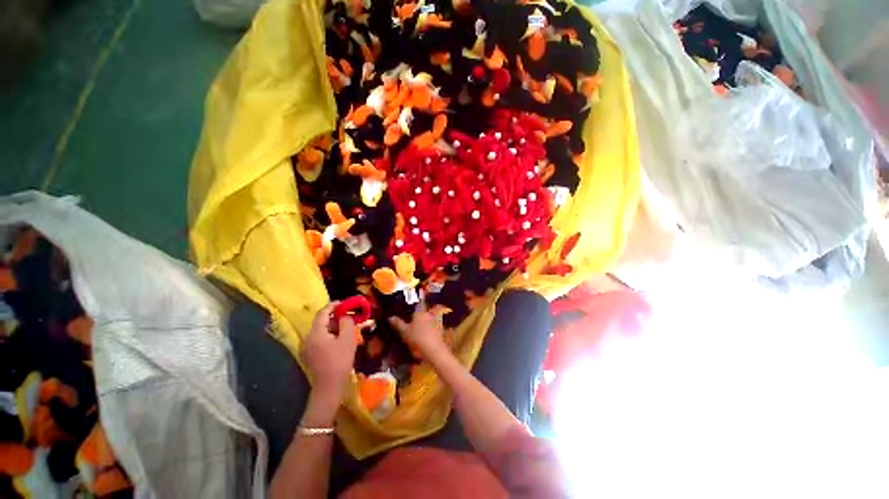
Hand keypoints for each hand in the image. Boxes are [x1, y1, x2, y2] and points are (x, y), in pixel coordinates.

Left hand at [302, 303, 357, 403]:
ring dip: (333, 327)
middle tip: (349, 317)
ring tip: (346, 329)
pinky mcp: (309, 355)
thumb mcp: (347, 339)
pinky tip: (339, 341)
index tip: (344, 303)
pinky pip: (319, 339)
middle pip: (321, 322)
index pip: (323, 313)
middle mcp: (307, 338)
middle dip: (335, 317)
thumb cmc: (340, 360)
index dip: (333, 305)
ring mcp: (306, 348)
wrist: (329, 386)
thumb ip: (346, 322)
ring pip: (320, 331)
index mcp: (315, 333)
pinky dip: (329, 336)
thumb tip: (344, 316)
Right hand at [389, 301, 447, 359]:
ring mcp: (436, 322)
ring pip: (428, 320)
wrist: (434, 350)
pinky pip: (432, 328)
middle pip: (422, 313)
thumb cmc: (417, 338)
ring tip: (416, 331)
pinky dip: (428, 331)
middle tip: (410, 323)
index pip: (416, 305)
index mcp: (420, 312)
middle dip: (417, 317)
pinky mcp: (440, 330)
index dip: (412, 306)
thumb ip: (398, 324)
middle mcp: (429, 314)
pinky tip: (424, 337)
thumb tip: (390, 317)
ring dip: (423, 324)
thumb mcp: (404, 332)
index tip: (408, 309)